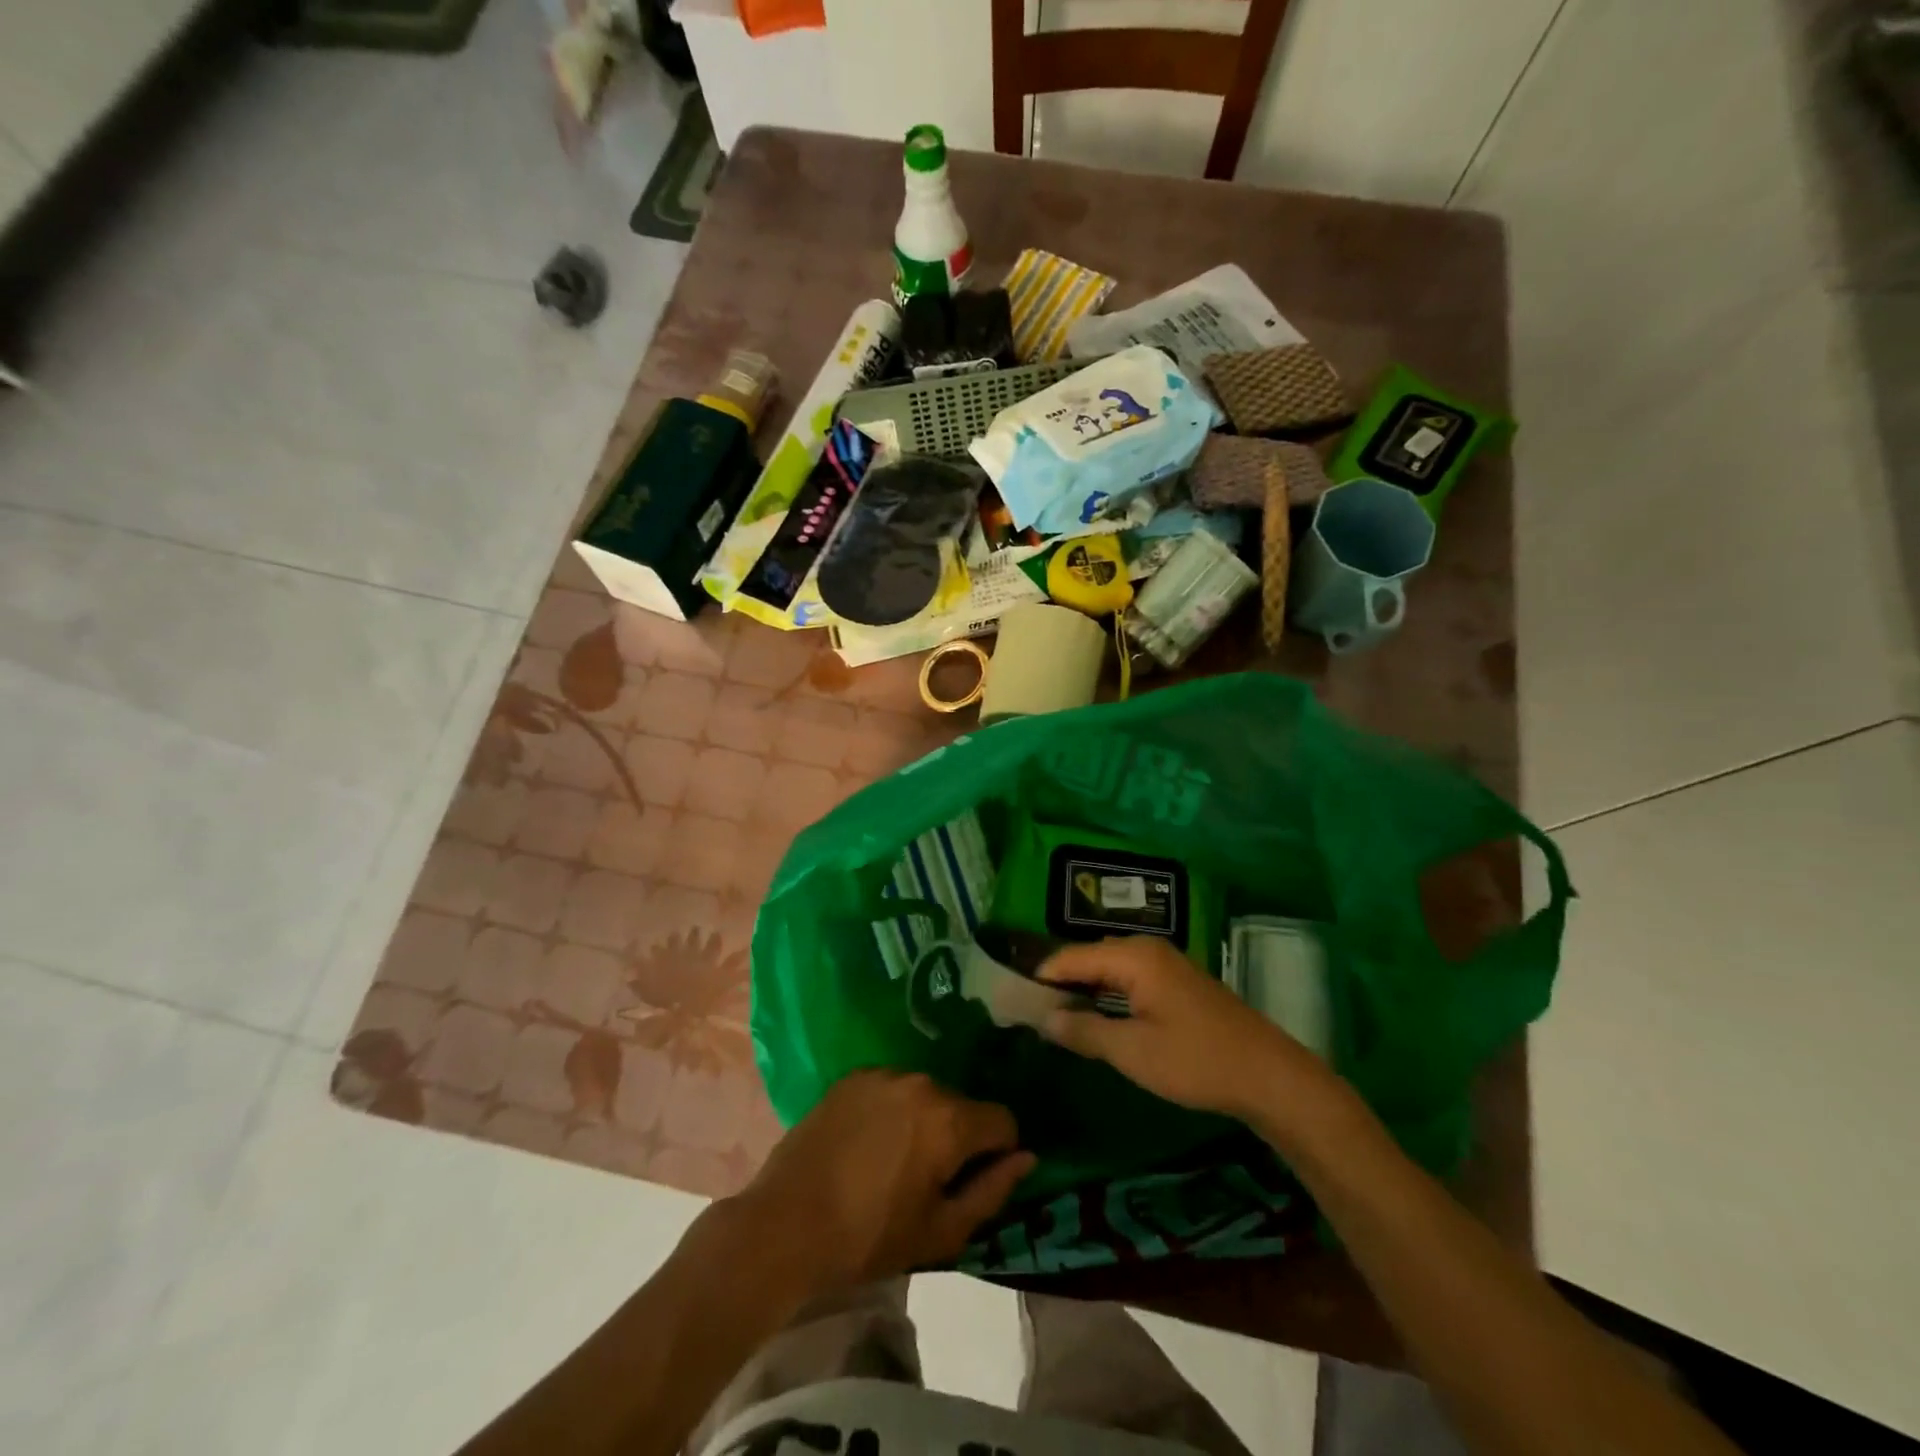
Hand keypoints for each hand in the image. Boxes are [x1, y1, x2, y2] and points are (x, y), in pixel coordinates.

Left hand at [732, 1070, 1035, 1296]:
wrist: (786, 1224)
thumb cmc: (869, 1238)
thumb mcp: (941, 1231)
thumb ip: (993, 1191)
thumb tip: (1026, 1157)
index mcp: (949, 1120)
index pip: (1003, 1121)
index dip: (999, 1153)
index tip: (975, 1181)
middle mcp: (922, 1082)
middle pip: (962, 1106)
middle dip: (958, 1137)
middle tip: (929, 1179)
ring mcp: (884, 1073)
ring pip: (926, 1095)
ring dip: (924, 1120)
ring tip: (893, 1161)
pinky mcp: (853, 1076)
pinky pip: (892, 1088)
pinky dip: (892, 1110)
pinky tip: (867, 1143)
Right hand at [1037, 937, 1333, 1123]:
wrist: (1269, 1076)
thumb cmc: (1195, 1060)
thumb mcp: (1132, 1051)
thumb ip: (1083, 1031)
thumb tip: (1043, 1019)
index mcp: (1133, 956)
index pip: (1069, 957)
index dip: (1038, 978)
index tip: (1009, 999)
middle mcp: (1146, 950)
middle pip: (1088, 959)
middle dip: (1058, 983)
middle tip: (1027, 1012)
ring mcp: (1165, 964)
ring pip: (1108, 970)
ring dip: (1082, 991)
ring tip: (1052, 1016)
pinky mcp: (1176, 984)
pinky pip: (1127, 980)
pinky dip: (1105, 996)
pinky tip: (1094, 1018)